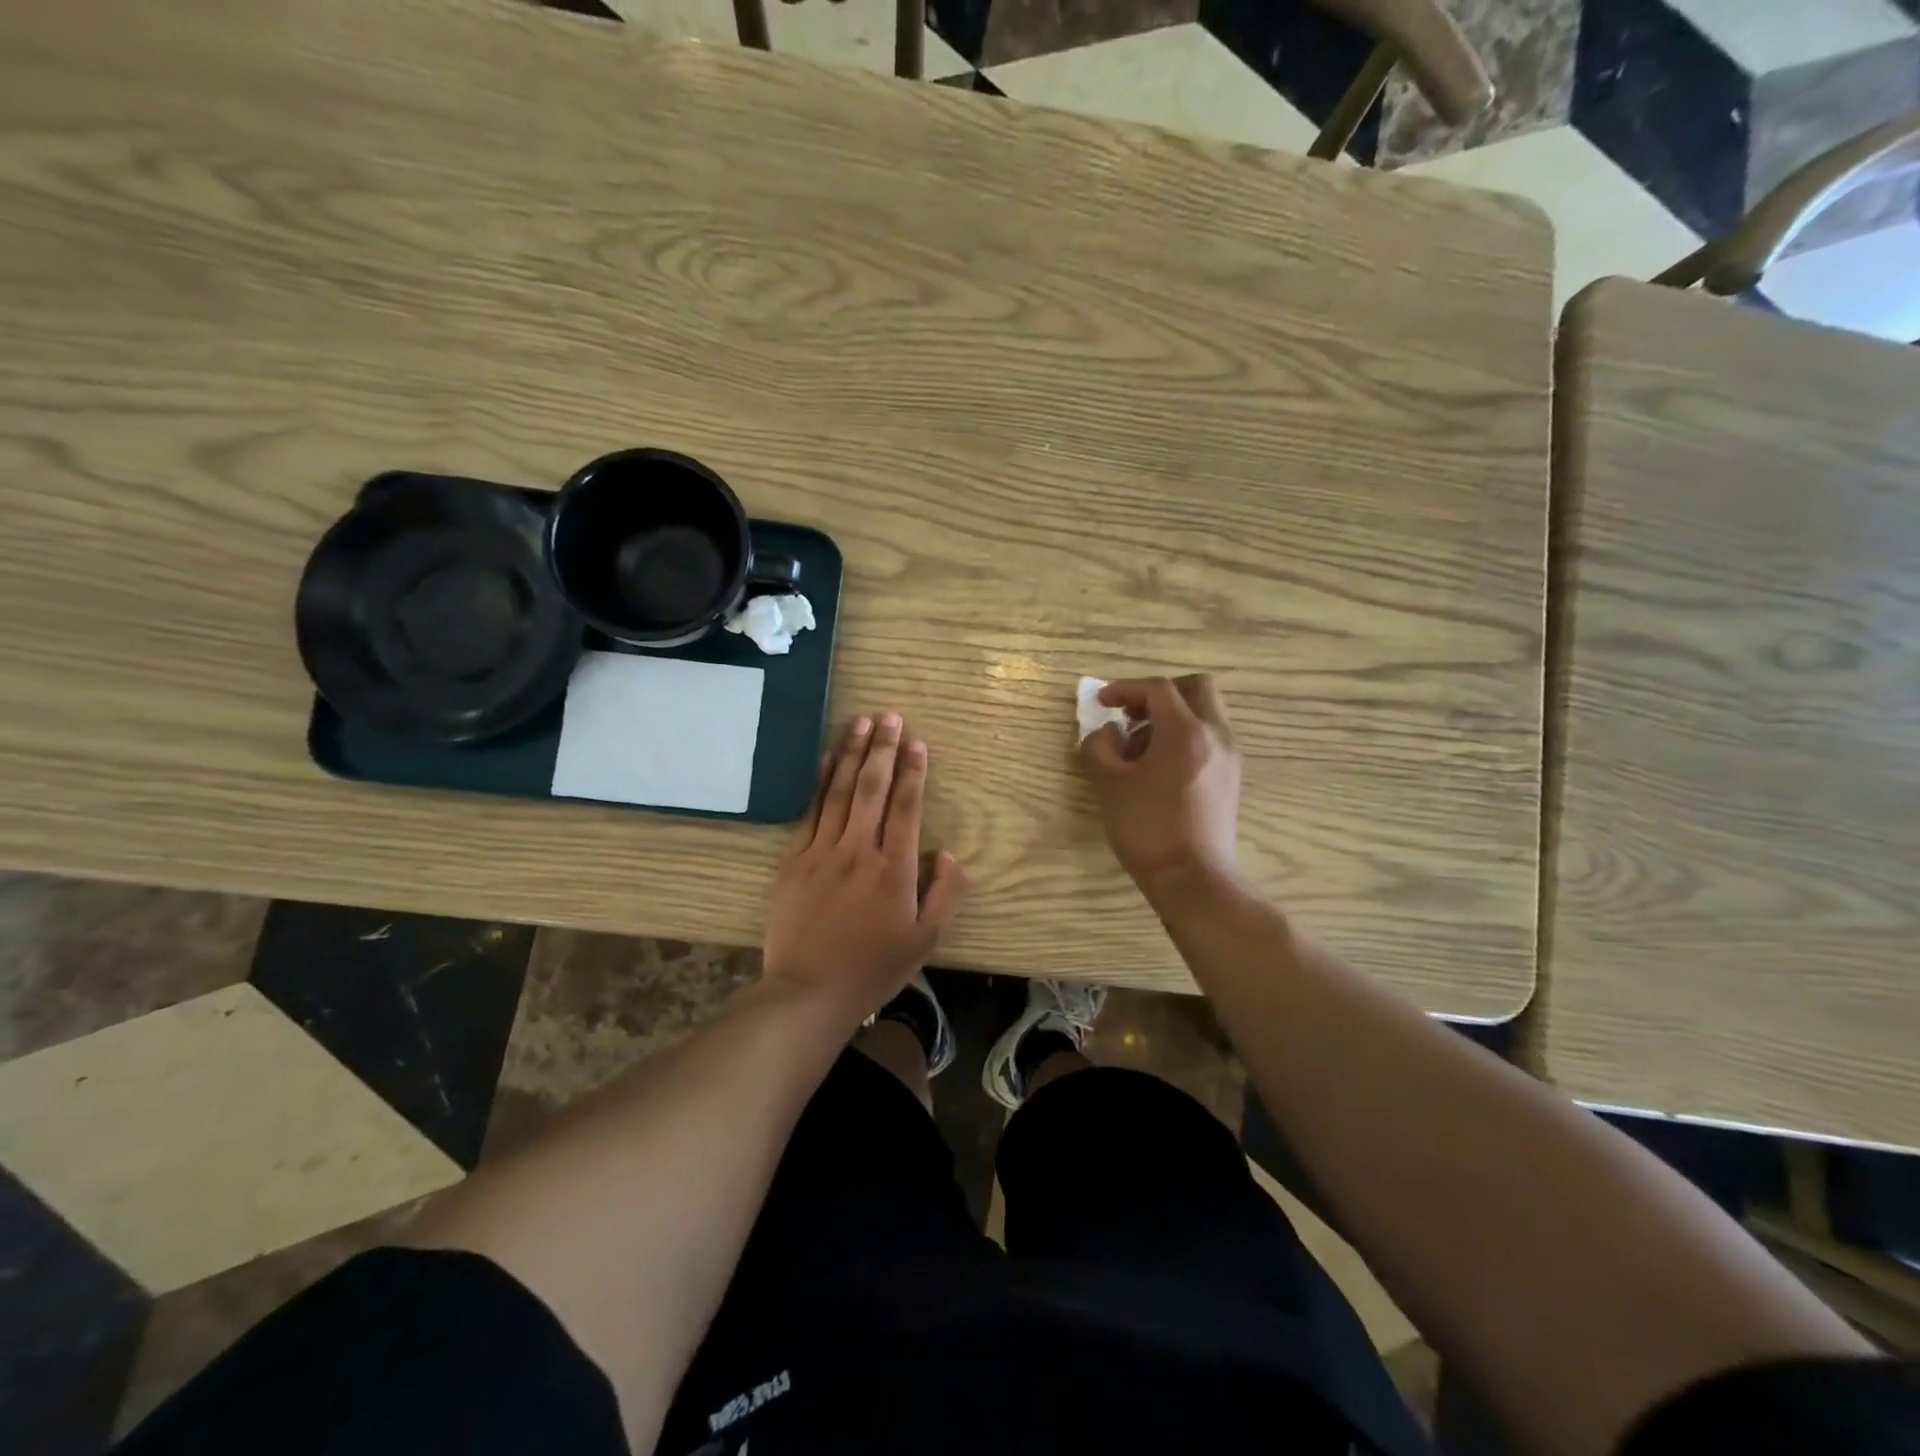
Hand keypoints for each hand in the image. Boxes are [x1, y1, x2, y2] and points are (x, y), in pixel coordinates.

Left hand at [763, 713, 967, 1019]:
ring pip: (838, 791)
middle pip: (872, 788)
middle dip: (883, 749)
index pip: (907, 807)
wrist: (808, 991)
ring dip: (851, 753)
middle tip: (890, 716)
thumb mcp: (925, 941)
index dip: (914, 771)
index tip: (918, 742)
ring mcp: (821, 851)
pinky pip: (808, 811)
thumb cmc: (873, 968)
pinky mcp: (792, 860)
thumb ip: (945, 894)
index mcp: (894, 869)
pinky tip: (824, 758)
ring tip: (861, 722)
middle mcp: (858, 850)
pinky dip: (817, 781)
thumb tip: (948, 853)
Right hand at [1081, 675, 1241, 906]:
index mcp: (1186, 731)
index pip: (1158, 688)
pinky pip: (1209, 739)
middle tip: (1133, 714)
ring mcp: (1229, 757)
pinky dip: (1185, 738)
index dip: (1126, 688)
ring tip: (1140, 748)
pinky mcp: (1231, 778)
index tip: (1102, 702)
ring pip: (1206, 714)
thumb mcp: (1109, 784)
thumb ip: (1099, 747)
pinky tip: (1159, 769)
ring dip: (1173, 717)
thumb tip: (1107, 732)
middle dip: (1160, 694)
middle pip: (1196, 688)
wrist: (1192, 879)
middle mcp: (1215, 735)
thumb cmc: (1148, 828)